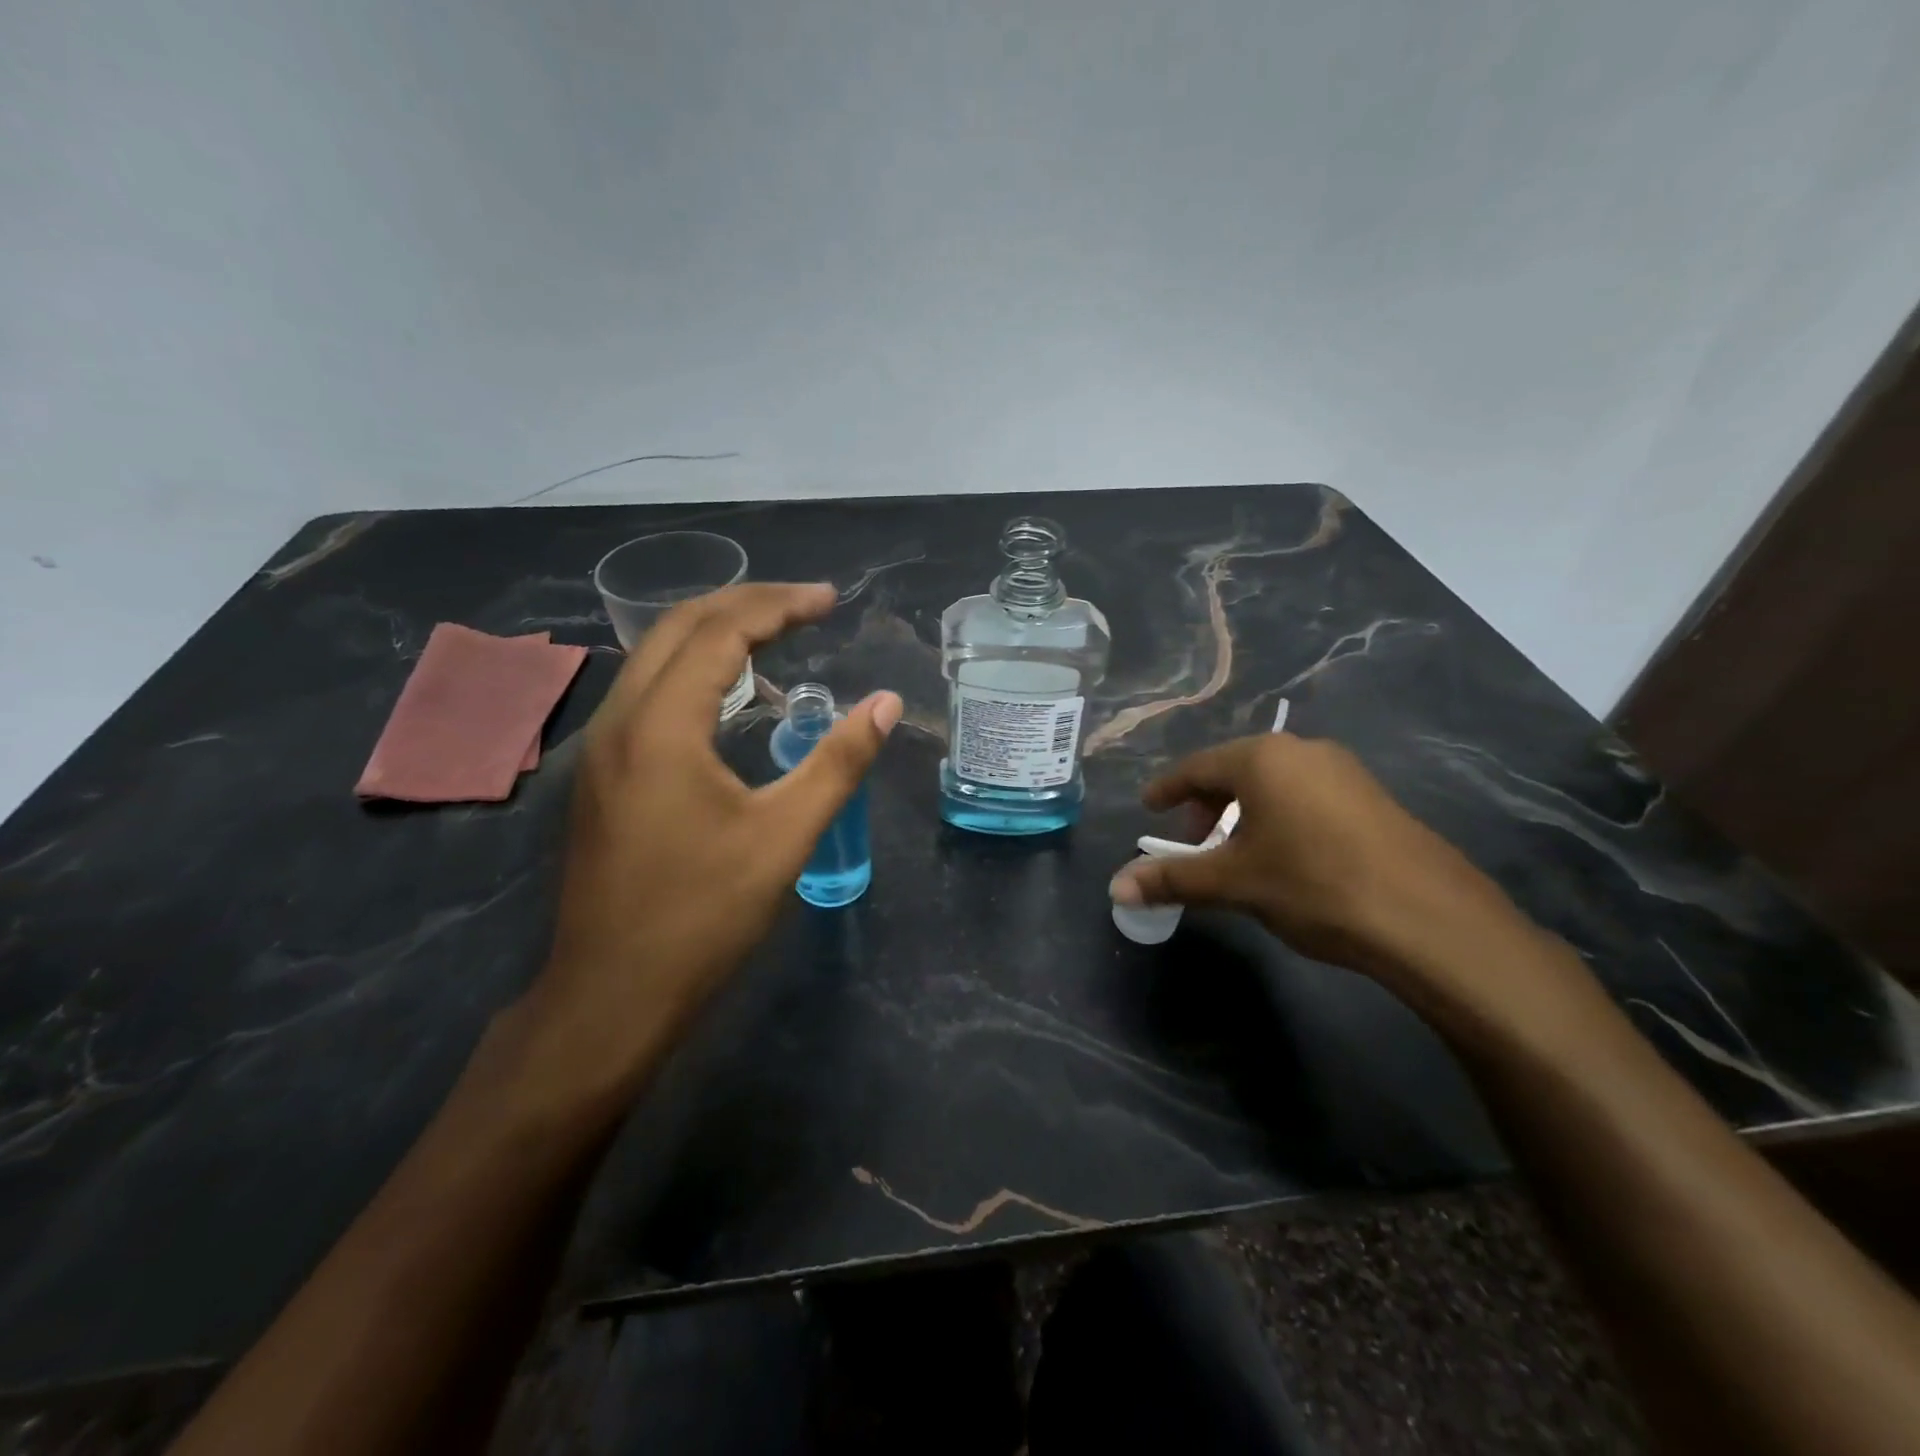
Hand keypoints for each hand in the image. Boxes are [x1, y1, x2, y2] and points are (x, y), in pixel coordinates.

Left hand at [524, 583, 900, 1096]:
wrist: (610, 995)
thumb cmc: (701, 917)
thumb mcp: (784, 837)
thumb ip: (837, 763)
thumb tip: (886, 705)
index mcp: (661, 725)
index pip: (721, 631)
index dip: (779, 605)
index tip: (831, 600)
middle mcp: (620, 721)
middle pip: (679, 628)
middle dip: (746, 604)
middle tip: (806, 606)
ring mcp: (602, 749)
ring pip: (655, 658)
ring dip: (716, 635)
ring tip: (777, 638)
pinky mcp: (603, 776)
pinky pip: (648, 694)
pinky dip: (694, 673)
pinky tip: (731, 701)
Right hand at [1109, 734, 1550, 1008]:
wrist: (1431, 919)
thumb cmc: (1315, 885)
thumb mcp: (1235, 883)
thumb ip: (1173, 879)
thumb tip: (1116, 887)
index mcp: (1262, 758)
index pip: (1196, 767)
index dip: (1167, 790)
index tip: (1148, 807)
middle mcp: (1302, 751)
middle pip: (1235, 770)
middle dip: (1206, 805)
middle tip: (1193, 841)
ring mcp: (1344, 771)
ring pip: (1274, 783)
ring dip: (1243, 812)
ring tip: (1236, 853)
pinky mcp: (1373, 798)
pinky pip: (1306, 796)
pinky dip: (1279, 817)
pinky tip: (1285, 856)